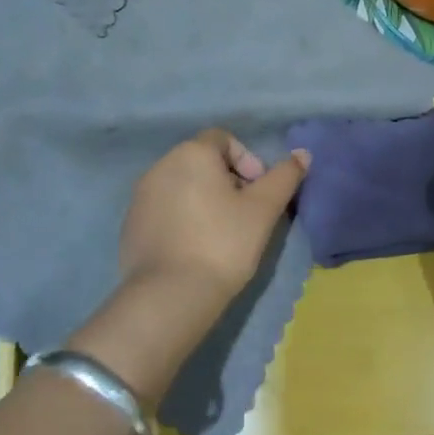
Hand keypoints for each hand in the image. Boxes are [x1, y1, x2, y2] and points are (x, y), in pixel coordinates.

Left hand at [119, 129, 309, 307]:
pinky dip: (182, 219)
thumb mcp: (264, 210)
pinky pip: (164, 210)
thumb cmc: (223, 243)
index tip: (258, 192)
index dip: (247, 160)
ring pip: (182, 186)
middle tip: (245, 214)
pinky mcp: (130, 224)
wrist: (170, 295)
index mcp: (191, 153)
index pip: (224, 140)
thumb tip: (303, 154)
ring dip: (204, 200)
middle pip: (202, 161)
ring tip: (221, 234)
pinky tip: (195, 248)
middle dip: (227, 181)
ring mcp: (140, 196)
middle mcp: (160, 165)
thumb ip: (285, 177)